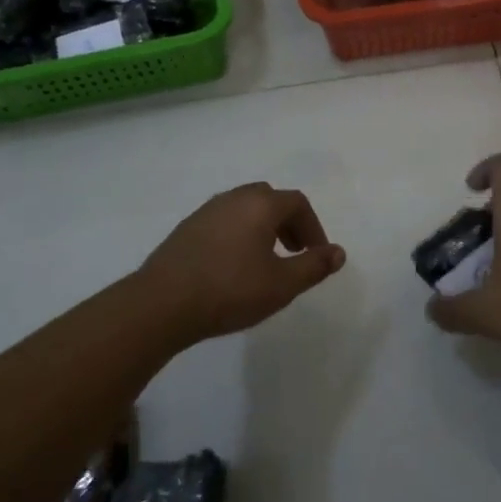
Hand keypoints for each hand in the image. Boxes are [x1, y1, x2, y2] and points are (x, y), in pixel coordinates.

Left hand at [136, 182, 347, 344]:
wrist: (162, 303)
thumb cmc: (229, 290)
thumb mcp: (281, 285)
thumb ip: (313, 266)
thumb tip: (339, 252)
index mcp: (260, 204)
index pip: (297, 203)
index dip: (313, 227)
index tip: (316, 255)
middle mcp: (234, 198)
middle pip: (270, 199)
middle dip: (288, 223)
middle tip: (293, 253)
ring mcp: (206, 211)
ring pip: (244, 209)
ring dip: (262, 228)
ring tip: (265, 261)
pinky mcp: (186, 228)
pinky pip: (224, 221)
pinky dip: (239, 234)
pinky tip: (233, 266)